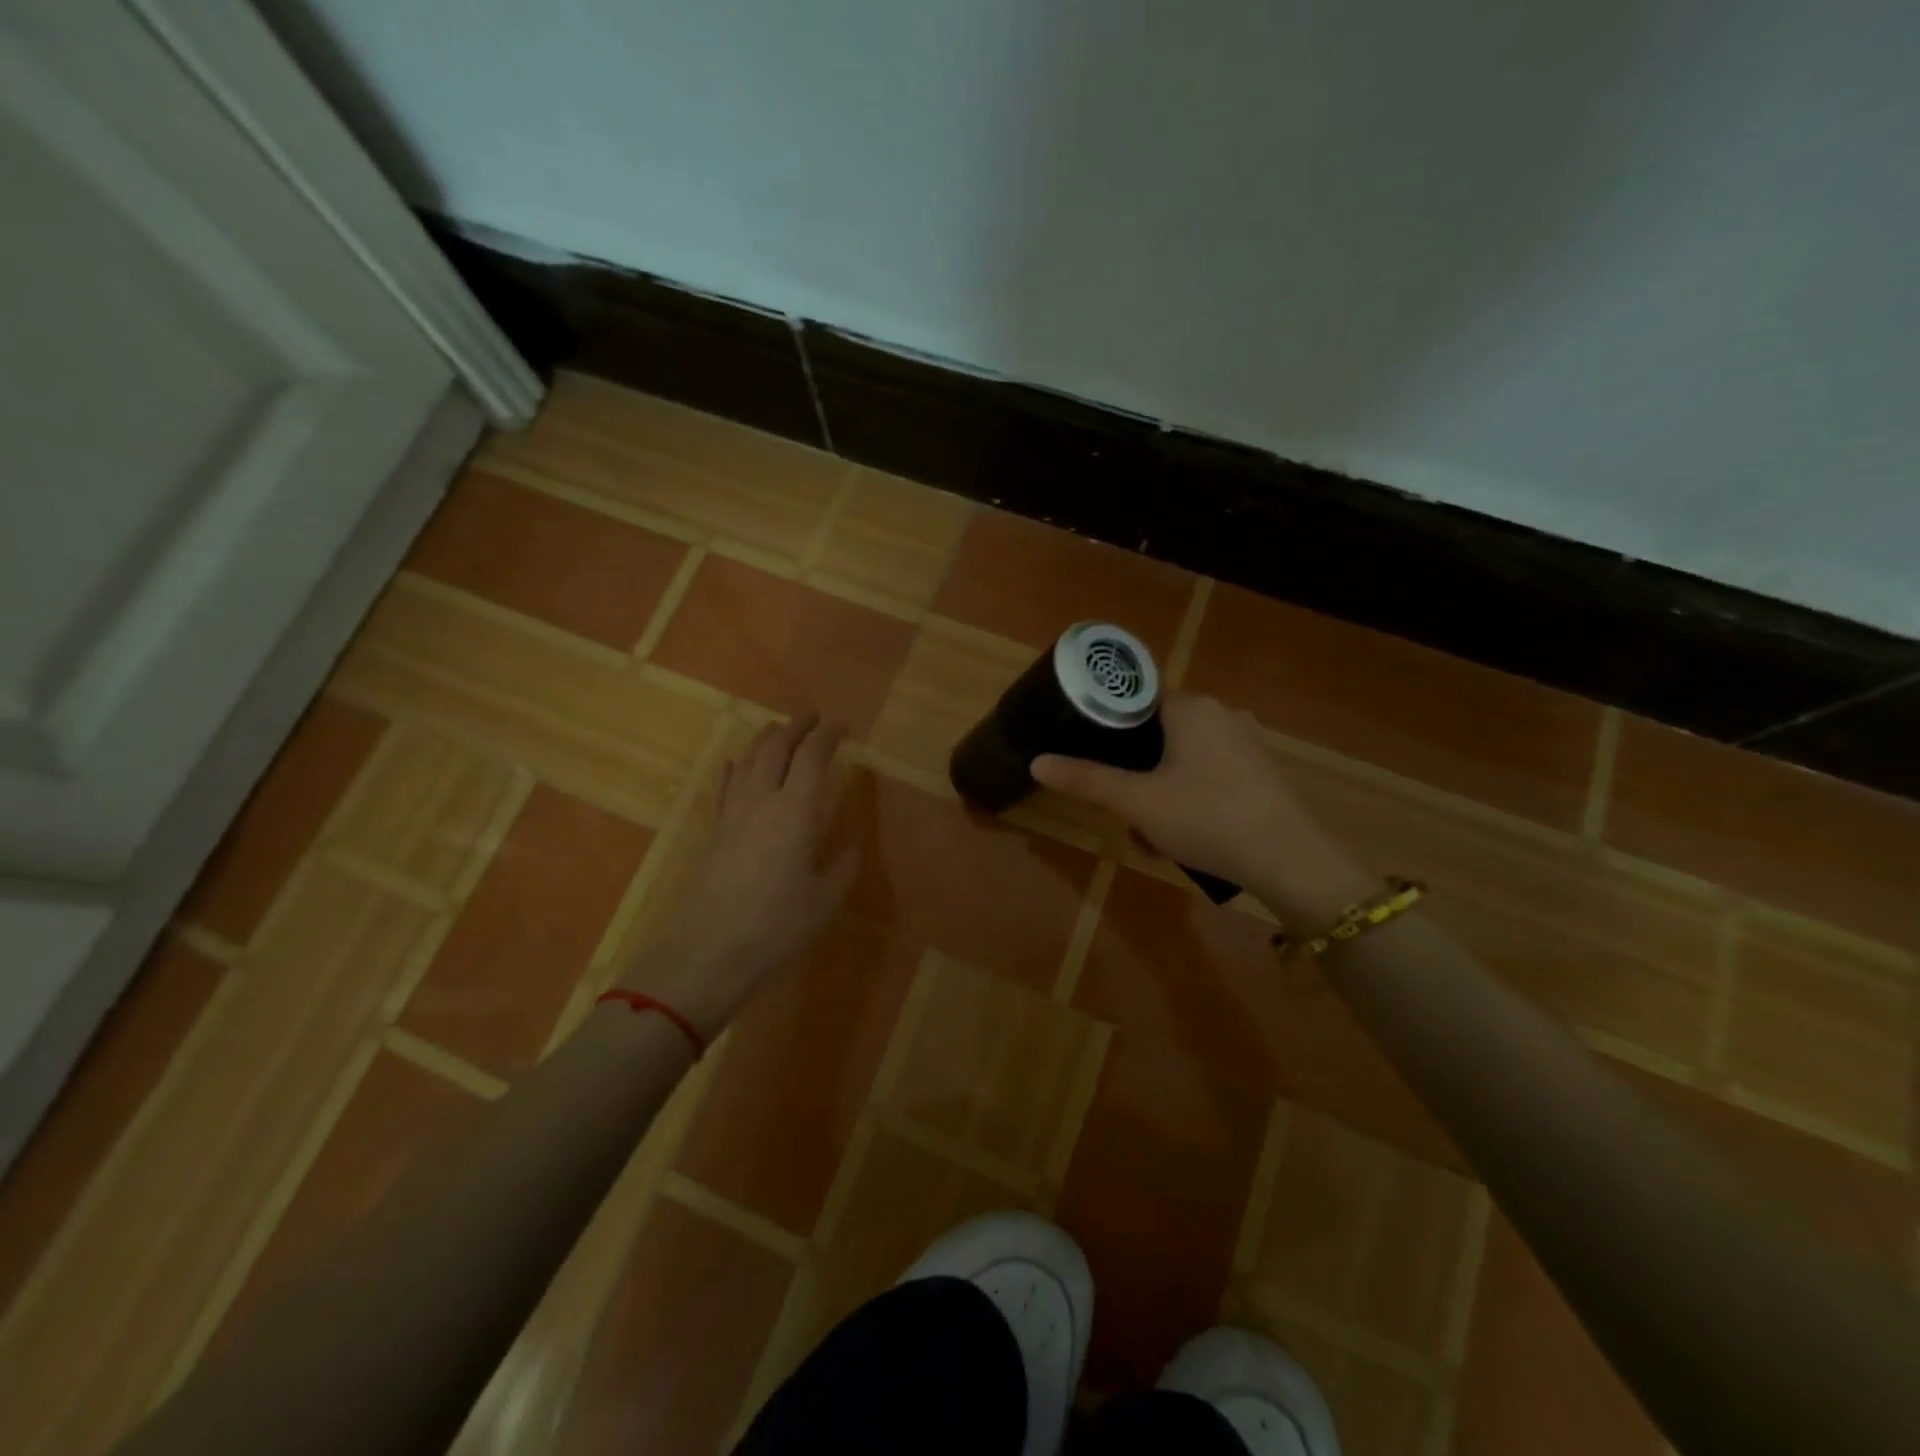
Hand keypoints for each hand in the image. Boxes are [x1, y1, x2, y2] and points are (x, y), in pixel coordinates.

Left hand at [620, 713, 858, 1036]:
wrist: (709, 951)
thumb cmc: (777, 926)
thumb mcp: (825, 901)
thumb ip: (842, 868)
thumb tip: (851, 848)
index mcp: (796, 811)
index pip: (813, 757)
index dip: (828, 735)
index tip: (842, 724)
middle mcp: (763, 801)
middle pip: (777, 748)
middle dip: (796, 727)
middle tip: (813, 718)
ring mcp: (734, 815)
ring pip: (749, 761)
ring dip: (766, 740)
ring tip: (778, 730)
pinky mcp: (715, 833)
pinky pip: (726, 788)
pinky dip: (735, 770)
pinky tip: (735, 764)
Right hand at [1031, 694, 1370, 920]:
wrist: (1289, 860)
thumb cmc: (1206, 819)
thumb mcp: (1137, 802)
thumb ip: (1086, 780)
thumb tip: (1036, 762)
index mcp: (1190, 707)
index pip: (1136, 698)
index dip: (1108, 725)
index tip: (1091, 755)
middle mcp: (1221, 712)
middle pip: (1158, 732)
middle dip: (1135, 772)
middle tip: (1122, 810)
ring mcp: (1246, 741)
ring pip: (1183, 757)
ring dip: (1160, 790)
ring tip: (1151, 835)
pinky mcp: (1261, 769)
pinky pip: (1210, 772)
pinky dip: (1190, 795)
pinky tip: (1186, 834)